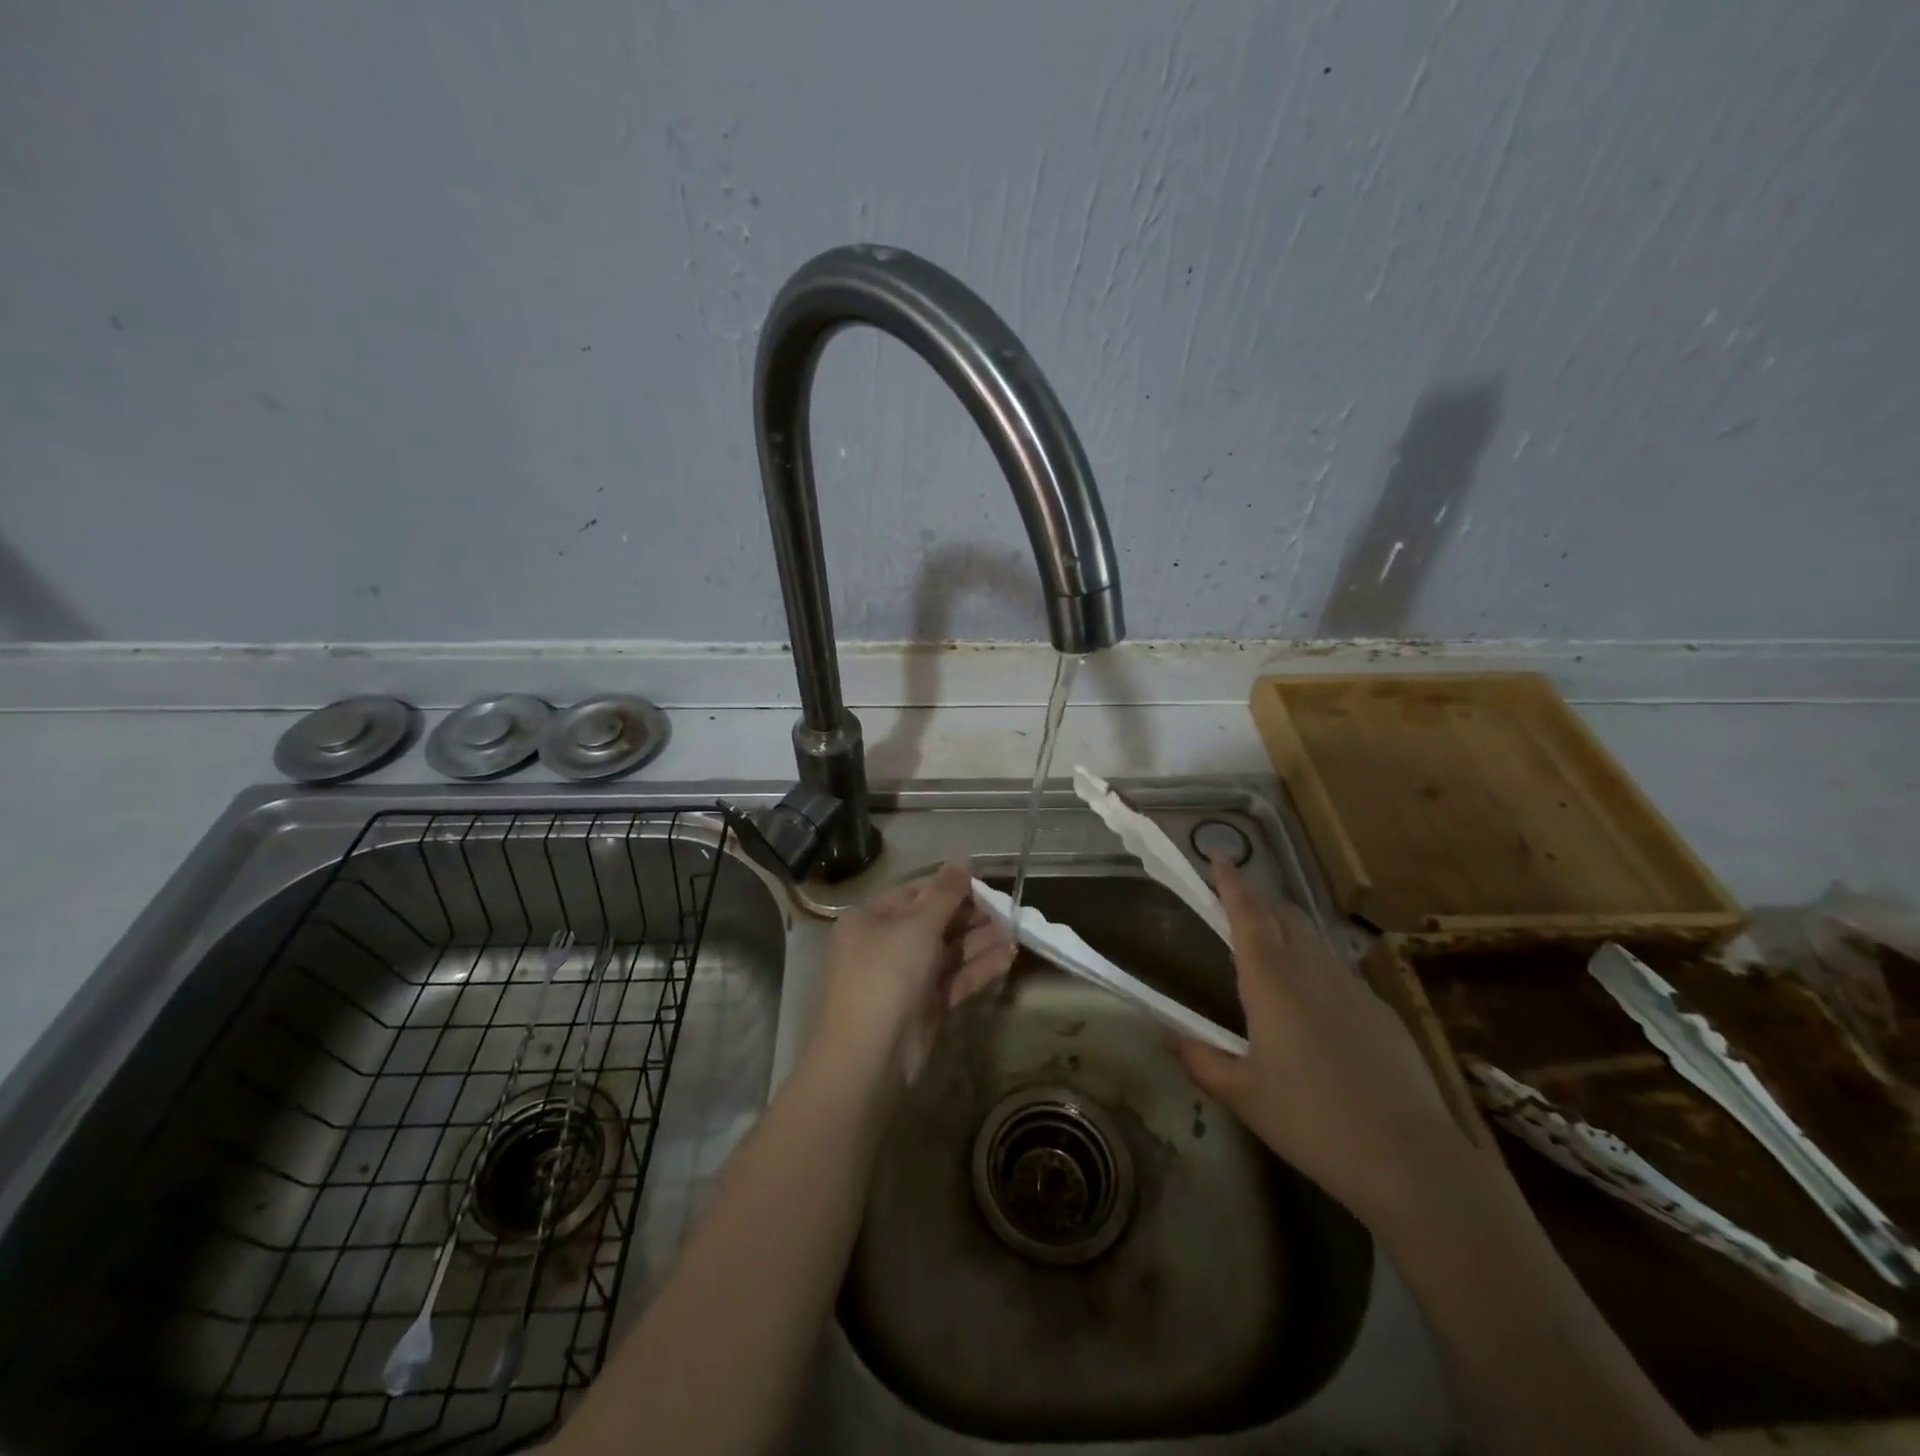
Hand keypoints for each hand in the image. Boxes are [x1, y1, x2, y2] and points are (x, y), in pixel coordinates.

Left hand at [811, 859, 1015, 1083]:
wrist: (869, 1056)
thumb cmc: (887, 974)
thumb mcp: (917, 925)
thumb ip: (945, 893)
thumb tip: (963, 859)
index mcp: (871, 918)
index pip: (915, 892)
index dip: (950, 887)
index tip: (986, 885)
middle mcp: (885, 944)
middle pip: (934, 921)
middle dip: (971, 916)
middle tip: (1009, 911)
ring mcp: (904, 978)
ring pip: (947, 951)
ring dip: (980, 941)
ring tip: (1018, 932)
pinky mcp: (923, 1006)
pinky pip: (954, 978)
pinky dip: (979, 968)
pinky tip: (1009, 957)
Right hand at [1176, 857, 1478, 1226]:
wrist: (1409, 1159)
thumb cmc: (1311, 1120)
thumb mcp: (1242, 1095)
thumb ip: (1199, 1059)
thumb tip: (1166, 1033)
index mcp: (1271, 981)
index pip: (1247, 914)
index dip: (1231, 882)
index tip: (1219, 855)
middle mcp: (1312, 970)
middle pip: (1283, 915)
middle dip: (1257, 901)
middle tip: (1234, 905)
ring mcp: (1353, 987)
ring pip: (1313, 939)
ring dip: (1286, 930)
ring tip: (1269, 951)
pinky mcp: (1381, 1011)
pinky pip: (1338, 971)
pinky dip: (1315, 966)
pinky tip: (1314, 1006)